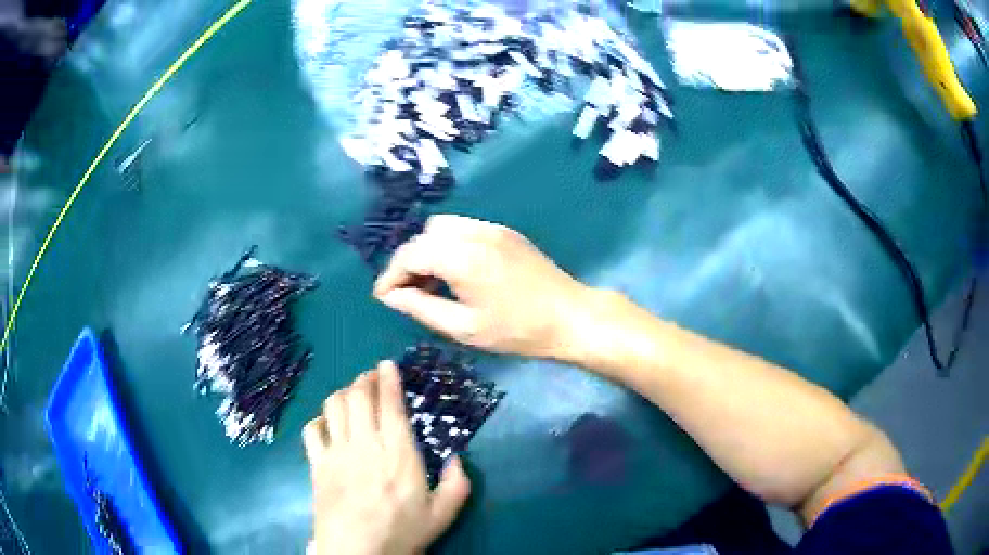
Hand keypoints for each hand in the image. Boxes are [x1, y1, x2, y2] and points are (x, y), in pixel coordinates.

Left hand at [304, 361, 470, 554]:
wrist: (356, 551)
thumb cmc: (401, 532)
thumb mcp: (442, 515)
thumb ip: (457, 485)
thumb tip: (457, 458)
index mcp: (398, 452)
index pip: (390, 404)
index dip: (389, 379)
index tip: (388, 365)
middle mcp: (365, 443)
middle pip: (358, 396)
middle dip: (365, 380)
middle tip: (371, 376)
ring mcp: (337, 452)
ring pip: (334, 406)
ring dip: (343, 393)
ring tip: (351, 394)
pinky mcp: (317, 464)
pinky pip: (312, 430)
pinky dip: (319, 420)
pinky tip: (327, 424)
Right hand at [373, 215, 591, 358]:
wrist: (570, 316)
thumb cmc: (517, 331)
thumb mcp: (464, 328)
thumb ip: (420, 308)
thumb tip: (390, 296)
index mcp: (462, 257)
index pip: (410, 254)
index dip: (390, 275)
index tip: (383, 297)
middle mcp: (473, 232)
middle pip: (423, 235)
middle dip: (408, 261)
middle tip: (408, 292)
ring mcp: (492, 228)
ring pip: (442, 227)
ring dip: (428, 250)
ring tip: (432, 283)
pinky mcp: (504, 231)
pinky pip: (463, 228)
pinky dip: (448, 245)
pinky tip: (456, 272)